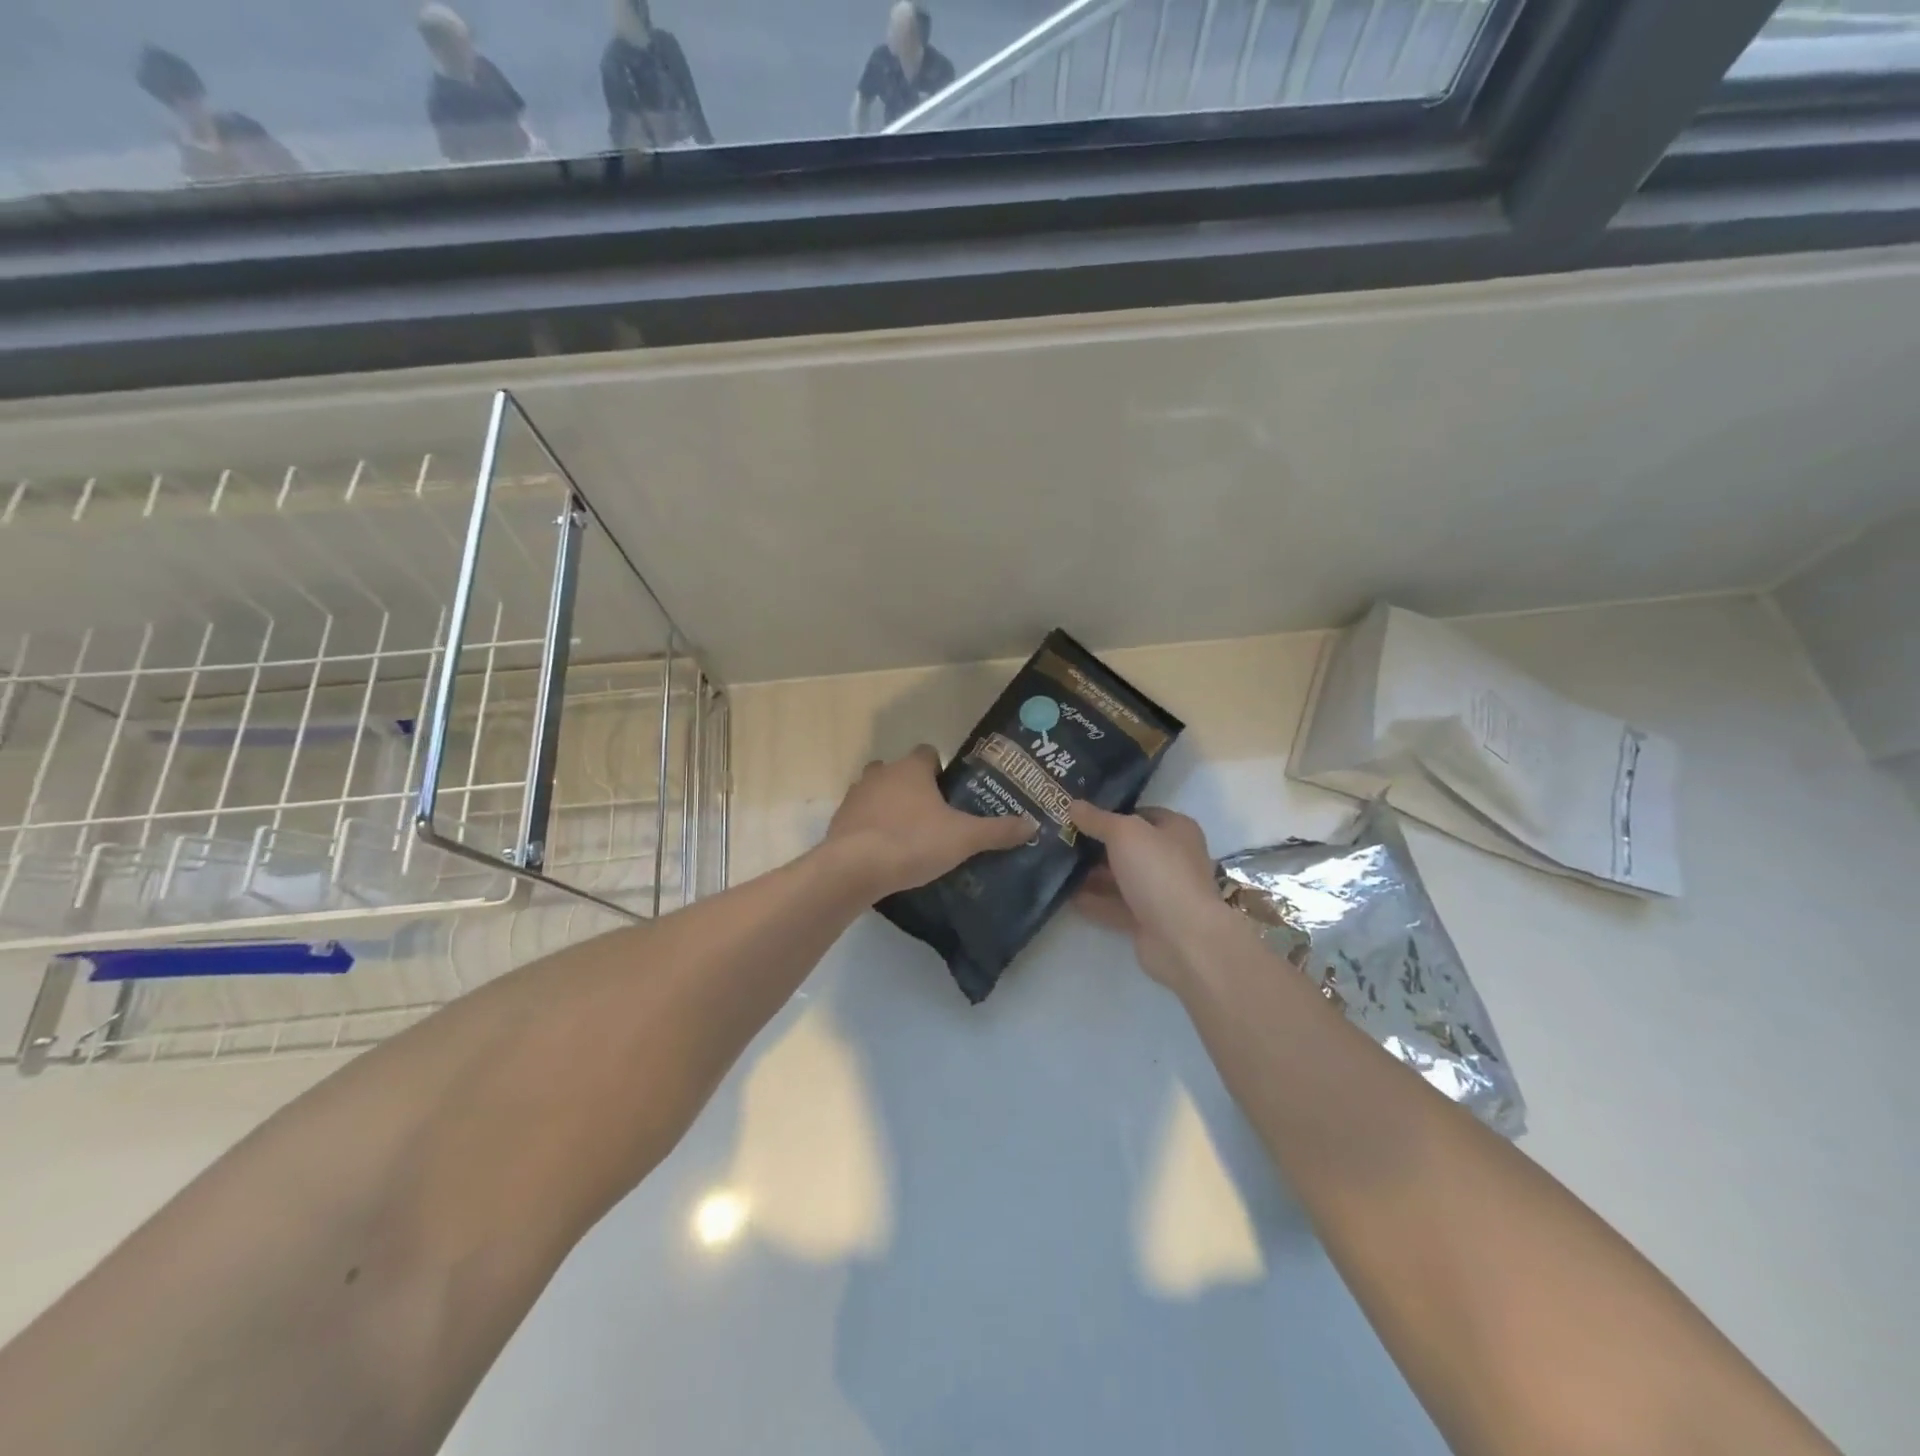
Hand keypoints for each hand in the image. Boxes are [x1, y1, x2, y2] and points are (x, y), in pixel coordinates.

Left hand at [827, 746, 1032, 899]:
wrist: (855, 868)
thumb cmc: (913, 842)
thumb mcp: (964, 838)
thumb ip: (998, 830)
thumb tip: (1033, 824)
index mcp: (911, 768)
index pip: (928, 753)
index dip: (941, 769)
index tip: (952, 792)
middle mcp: (881, 773)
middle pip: (899, 771)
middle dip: (913, 787)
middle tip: (933, 815)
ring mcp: (856, 796)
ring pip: (876, 792)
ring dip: (889, 806)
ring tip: (909, 834)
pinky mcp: (839, 821)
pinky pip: (860, 818)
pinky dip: (872, 828)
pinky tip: (885, 851)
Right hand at [1070, 803, 1225, 989]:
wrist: (1182, 938)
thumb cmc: (1158, 871)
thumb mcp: (1124, 833)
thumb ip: (1098, 819)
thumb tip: (1073, 804)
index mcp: (1176, 830)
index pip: (1141, 814)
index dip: (1112, 811)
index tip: (1079, 813)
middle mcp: (1172, 858)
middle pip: (1129, 847)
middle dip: (1097, 844)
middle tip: (1062, 837)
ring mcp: (1161, 892)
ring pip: (1121, 878)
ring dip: (1092, 874)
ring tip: (1057, 865)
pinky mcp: (1148, 921)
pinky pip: (1116, 905)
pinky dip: (1094, 901)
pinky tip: (1066, 895)